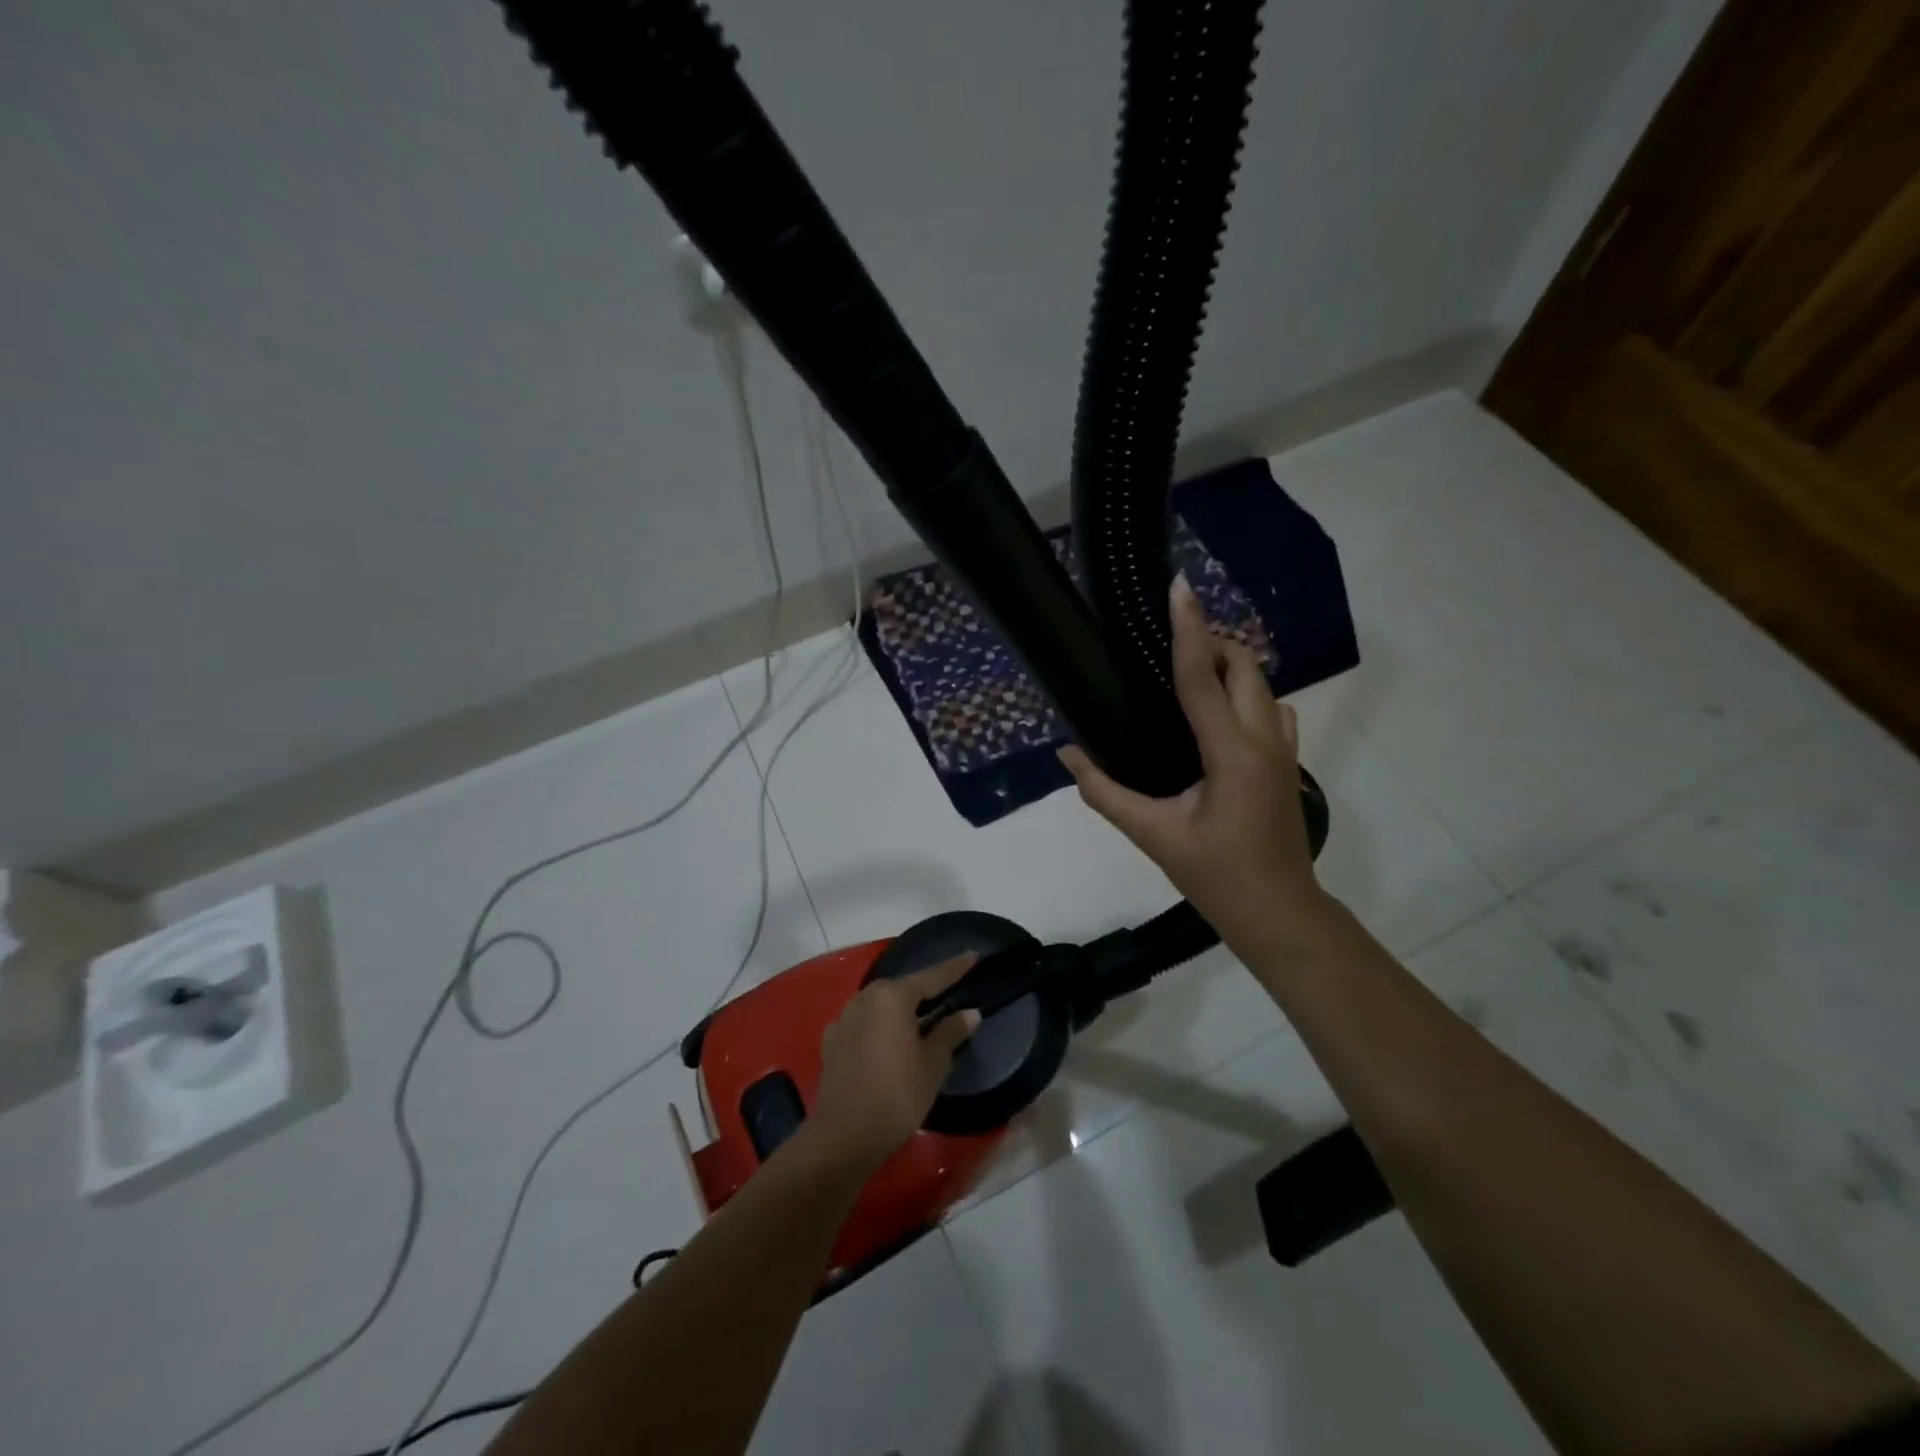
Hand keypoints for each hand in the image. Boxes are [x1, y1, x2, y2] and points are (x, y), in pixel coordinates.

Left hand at [808, 955, 981, 1173]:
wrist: (844, 1137)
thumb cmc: (897, 1096)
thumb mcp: (932, 1065)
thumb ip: (950, 1033)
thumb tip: (970, 1012)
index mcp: (892, 997)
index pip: (931, 977)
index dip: (954, 968)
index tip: (972, 955)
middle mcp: (865, 998)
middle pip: (901, 988)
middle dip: (923, 989)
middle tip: (946, 993)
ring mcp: (843, 1019)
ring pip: (879, 1004)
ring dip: (898, 1008)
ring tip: (917, 1017)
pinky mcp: (831, 1042)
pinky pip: (862, 1022)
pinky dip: (878, 1025)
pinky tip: (886, 1039)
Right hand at [1058, 574, 1331, 957]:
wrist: (1278, 913)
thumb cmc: (1216, 876)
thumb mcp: (1154, 835)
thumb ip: (1105, 792)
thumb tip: (1067, 755)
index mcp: (1231, 754)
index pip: (1203, 678)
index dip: (1188, 629)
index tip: (1178, 588)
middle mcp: (1264, 741)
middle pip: (1245, 666)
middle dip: (1211, 643)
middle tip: (1166, 647)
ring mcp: (1284, 750)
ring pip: (1264, 684)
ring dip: (1231, 668)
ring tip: (1189, 678)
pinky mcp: (1288, 762)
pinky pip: (1272, 708)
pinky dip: (1246, 695)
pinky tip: (1217, 718)